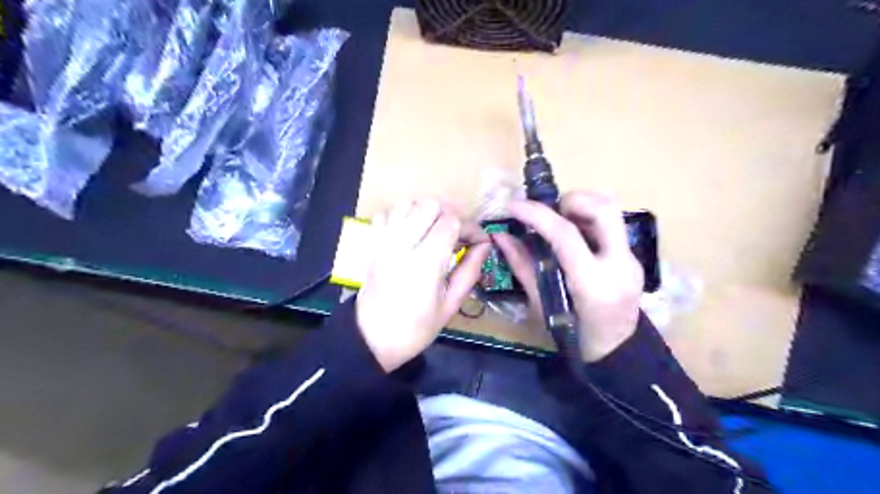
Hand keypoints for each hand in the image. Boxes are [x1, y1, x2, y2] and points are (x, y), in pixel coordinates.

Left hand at [360, 199, 492, 371]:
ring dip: (425, 211)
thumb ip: (469, 272)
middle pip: (430, 204)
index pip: (451, 222)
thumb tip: (485, 247)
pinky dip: (401, 216)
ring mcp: (383, 242)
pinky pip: (386, 214)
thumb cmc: (415, 328)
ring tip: (435, 230)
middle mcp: (402, 245)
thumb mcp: (450, 305)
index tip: (478, 241)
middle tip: (458, 233)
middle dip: (450, 214)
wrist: (372, 339)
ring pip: (407, 203)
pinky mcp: (372, 244)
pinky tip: (410, 233)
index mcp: (425, 263)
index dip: (470, 226)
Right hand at [498, 191, 644, 359]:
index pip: (566, 234)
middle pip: (603, 209)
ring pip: (611, 211)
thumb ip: (523, 266)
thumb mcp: (542, 304)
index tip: (514, 206)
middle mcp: (619, 264)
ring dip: (581, 207)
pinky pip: (611, 225)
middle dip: (571, 199)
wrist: (616, 351)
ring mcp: (631, 259)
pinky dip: (587, 221)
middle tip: (549, 211)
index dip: (537, 215)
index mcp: (592, 283)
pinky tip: (572, 238)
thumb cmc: (573, 336)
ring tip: (558, 221)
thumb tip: (501, 237)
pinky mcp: (633, 257)